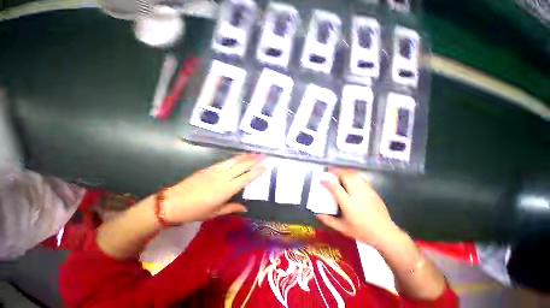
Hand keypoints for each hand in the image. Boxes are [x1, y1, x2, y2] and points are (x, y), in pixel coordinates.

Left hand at [162, 154, 265, 223]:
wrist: (172, 203)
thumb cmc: (195, 211)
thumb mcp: (215, 213)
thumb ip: (232, 208)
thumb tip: (245, 208)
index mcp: (226, 189)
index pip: (246, 177)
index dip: (257, 171)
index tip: (266, 165)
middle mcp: (223, 177)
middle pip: (242, 166)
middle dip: (255, 160)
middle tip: (265, 155)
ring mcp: (216, 171)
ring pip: (235, 161)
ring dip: (246, 156)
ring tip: (255, 153)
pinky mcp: (209, 168)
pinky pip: (225, 161)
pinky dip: (235, 158)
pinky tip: (239, 156)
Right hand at [317, 168, 401, 246]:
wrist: (385, 233)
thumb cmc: (362, 231)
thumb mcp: (343, 229)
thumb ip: (329, 221)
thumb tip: (318, 215)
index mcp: (348, 204)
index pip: (335, 188)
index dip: (327, 182)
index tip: (321, 179)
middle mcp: (357, 194)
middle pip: (346, 176)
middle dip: (336, 171)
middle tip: (330, 170)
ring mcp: (367, 191)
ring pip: (354, 175)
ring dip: (345, 171)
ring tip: (339, 172)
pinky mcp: (373, 192)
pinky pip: (361, 179)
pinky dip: (353, 175)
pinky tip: (350, 178)